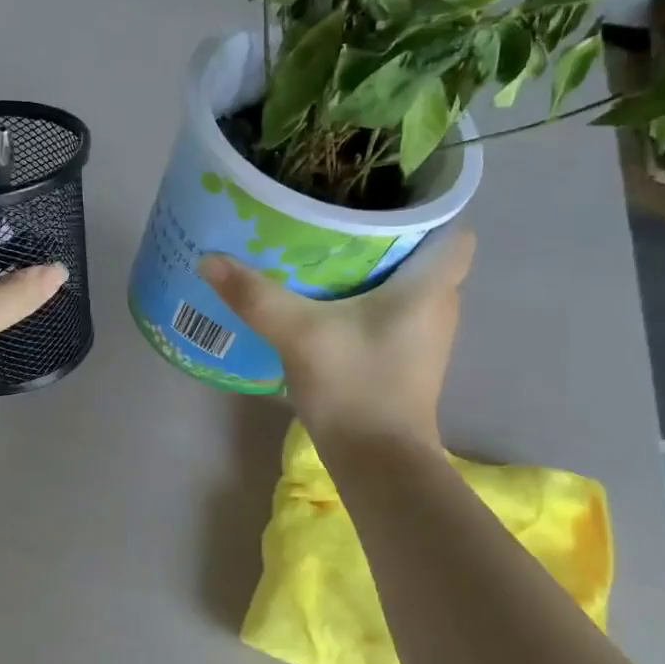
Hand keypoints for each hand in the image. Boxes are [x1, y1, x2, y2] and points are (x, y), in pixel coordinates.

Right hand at [199, 227, 475, 450]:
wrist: (377, 462)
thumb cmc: (355, 386)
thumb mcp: (298, 334)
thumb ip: (255, 295)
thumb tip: (209, 259)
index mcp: (430, 287)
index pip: (455, 231)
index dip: (427, 212)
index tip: (382, 201)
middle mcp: (438, 307)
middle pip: (422, 255)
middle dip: (385, 236)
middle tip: (336, 220)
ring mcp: (424, 338)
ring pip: (405, 286)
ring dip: (372, 271)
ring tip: (324, 254)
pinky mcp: (405, 360)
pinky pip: (391, 313)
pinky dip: (365, 302)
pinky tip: (325, 304)